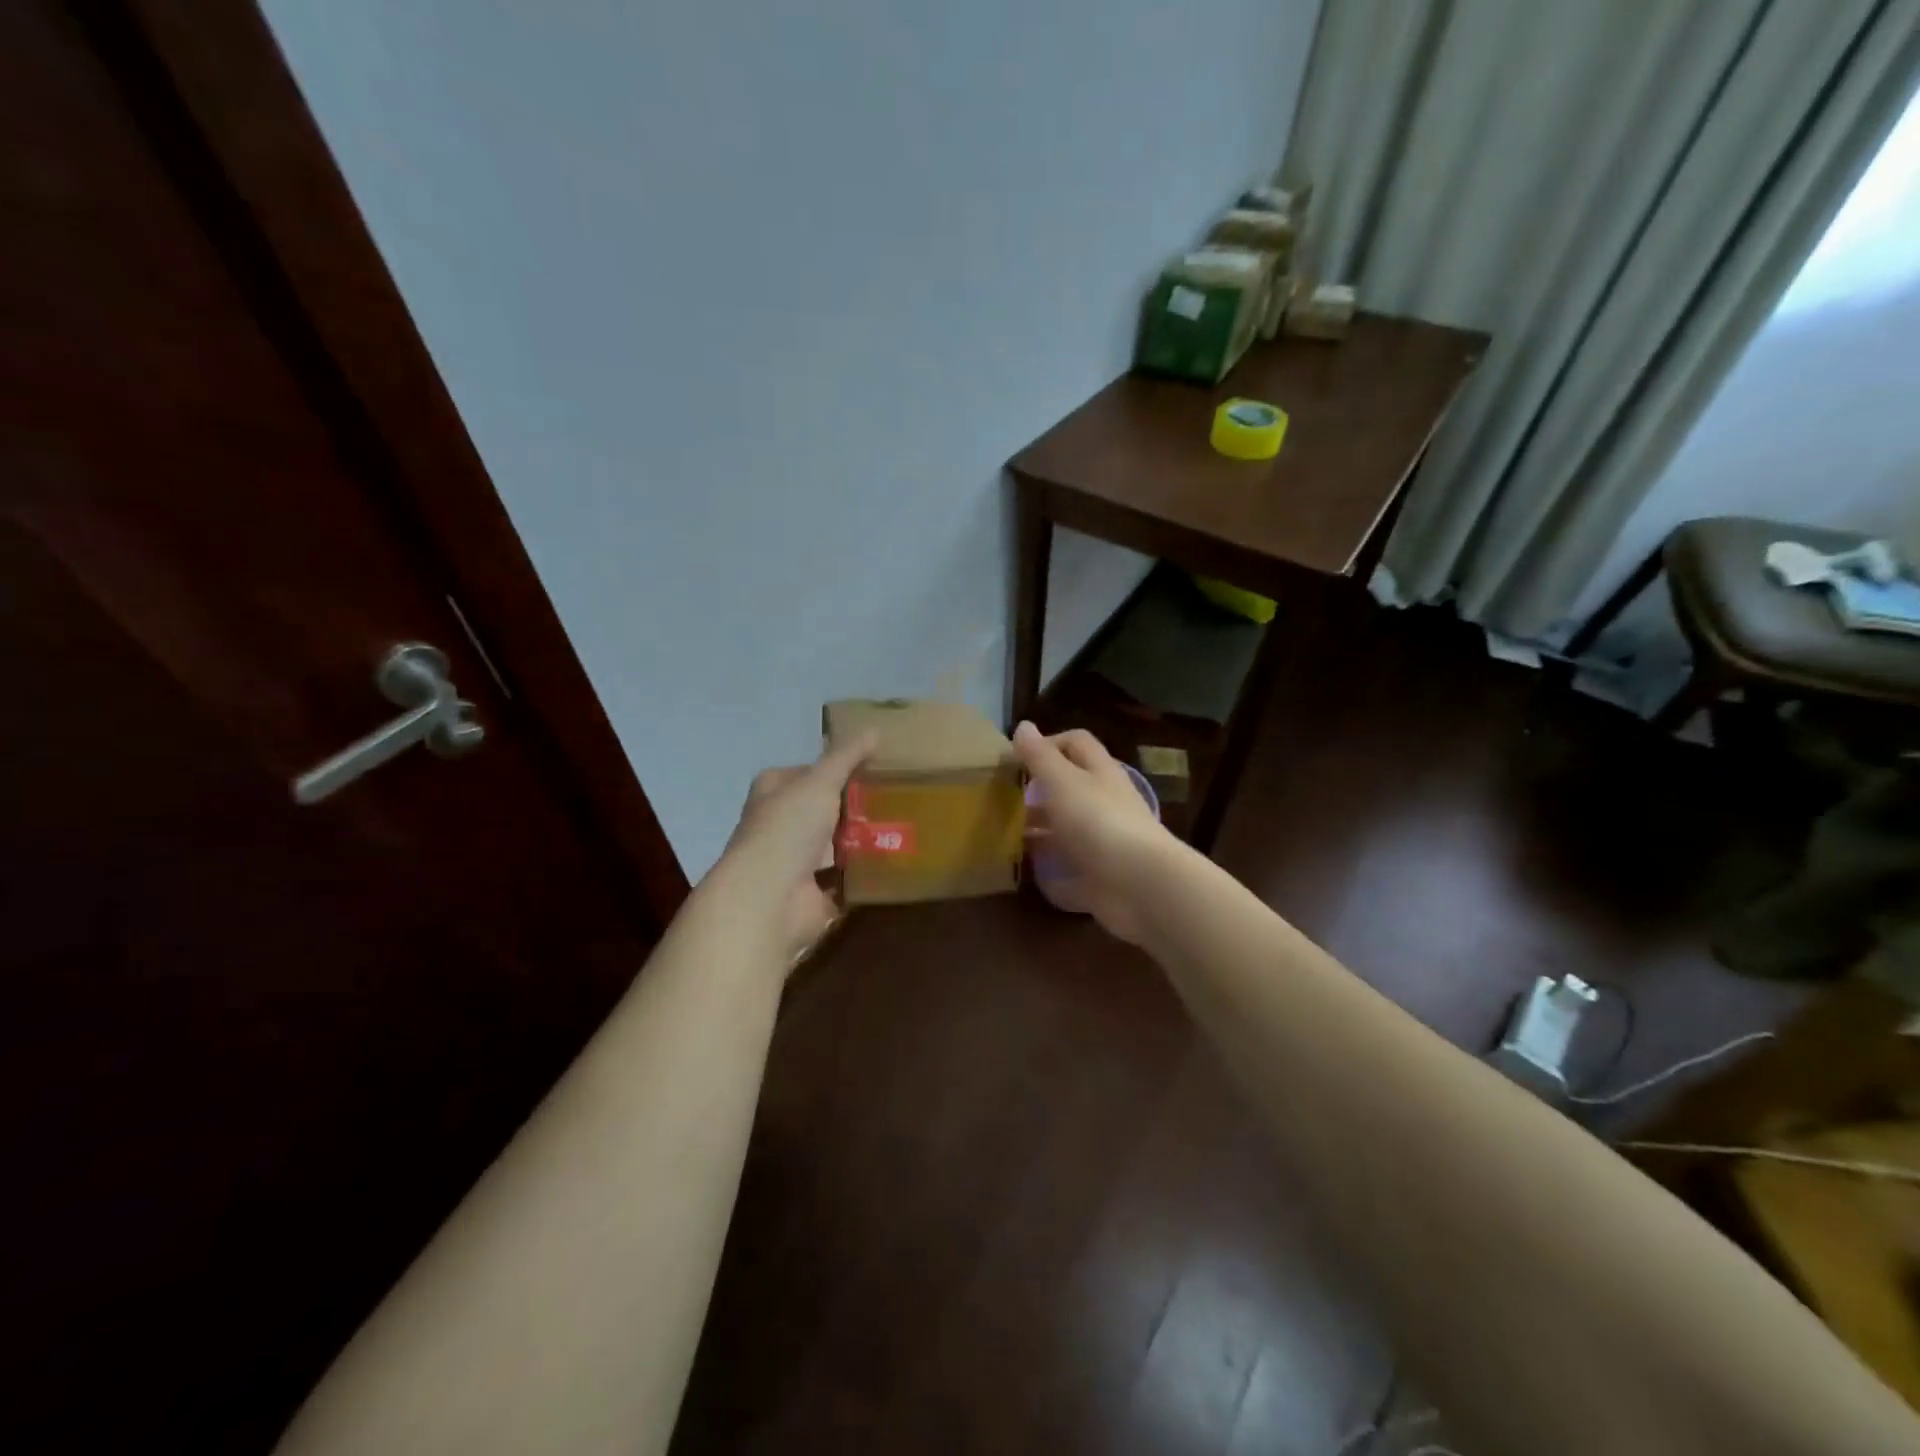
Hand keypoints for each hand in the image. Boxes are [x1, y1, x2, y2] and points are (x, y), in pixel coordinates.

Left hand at [712, 731, 877, 967]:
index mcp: (772, 793)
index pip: (804, 774)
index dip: (833, 769)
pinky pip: (844, 877)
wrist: (770, 898)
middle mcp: (778, 825)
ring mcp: (794, 862)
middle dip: (853, 807)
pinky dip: (863, 873)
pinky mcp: (812, 893)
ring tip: (901, 827)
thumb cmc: (788, 829)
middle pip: (822, 810)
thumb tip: (874, 728)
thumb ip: (846, 756)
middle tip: (894, 798)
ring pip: (834, 844)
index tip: (871, 768)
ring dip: (861, 840)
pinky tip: (892, 861)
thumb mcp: (820, 782)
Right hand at [1013, 721, 1171, 941]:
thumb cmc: (1098, 821)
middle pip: (1070, 787)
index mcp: (1099, 772)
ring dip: (1039, 829)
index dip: (1048, 742)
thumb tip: (1023, 725)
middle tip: (1002, 798)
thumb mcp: (1062, 781)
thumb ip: (1040, 756)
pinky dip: (1048, 868)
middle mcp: (1104, 802)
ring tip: (1003, 835)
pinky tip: (1023, 870)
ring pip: (1066, 827)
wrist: (1139, 884)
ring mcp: (1103, 841)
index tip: (1015, 757)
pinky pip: (1069, 867)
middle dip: (1037, 790)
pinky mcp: (1099, 875)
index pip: (1075, 743)